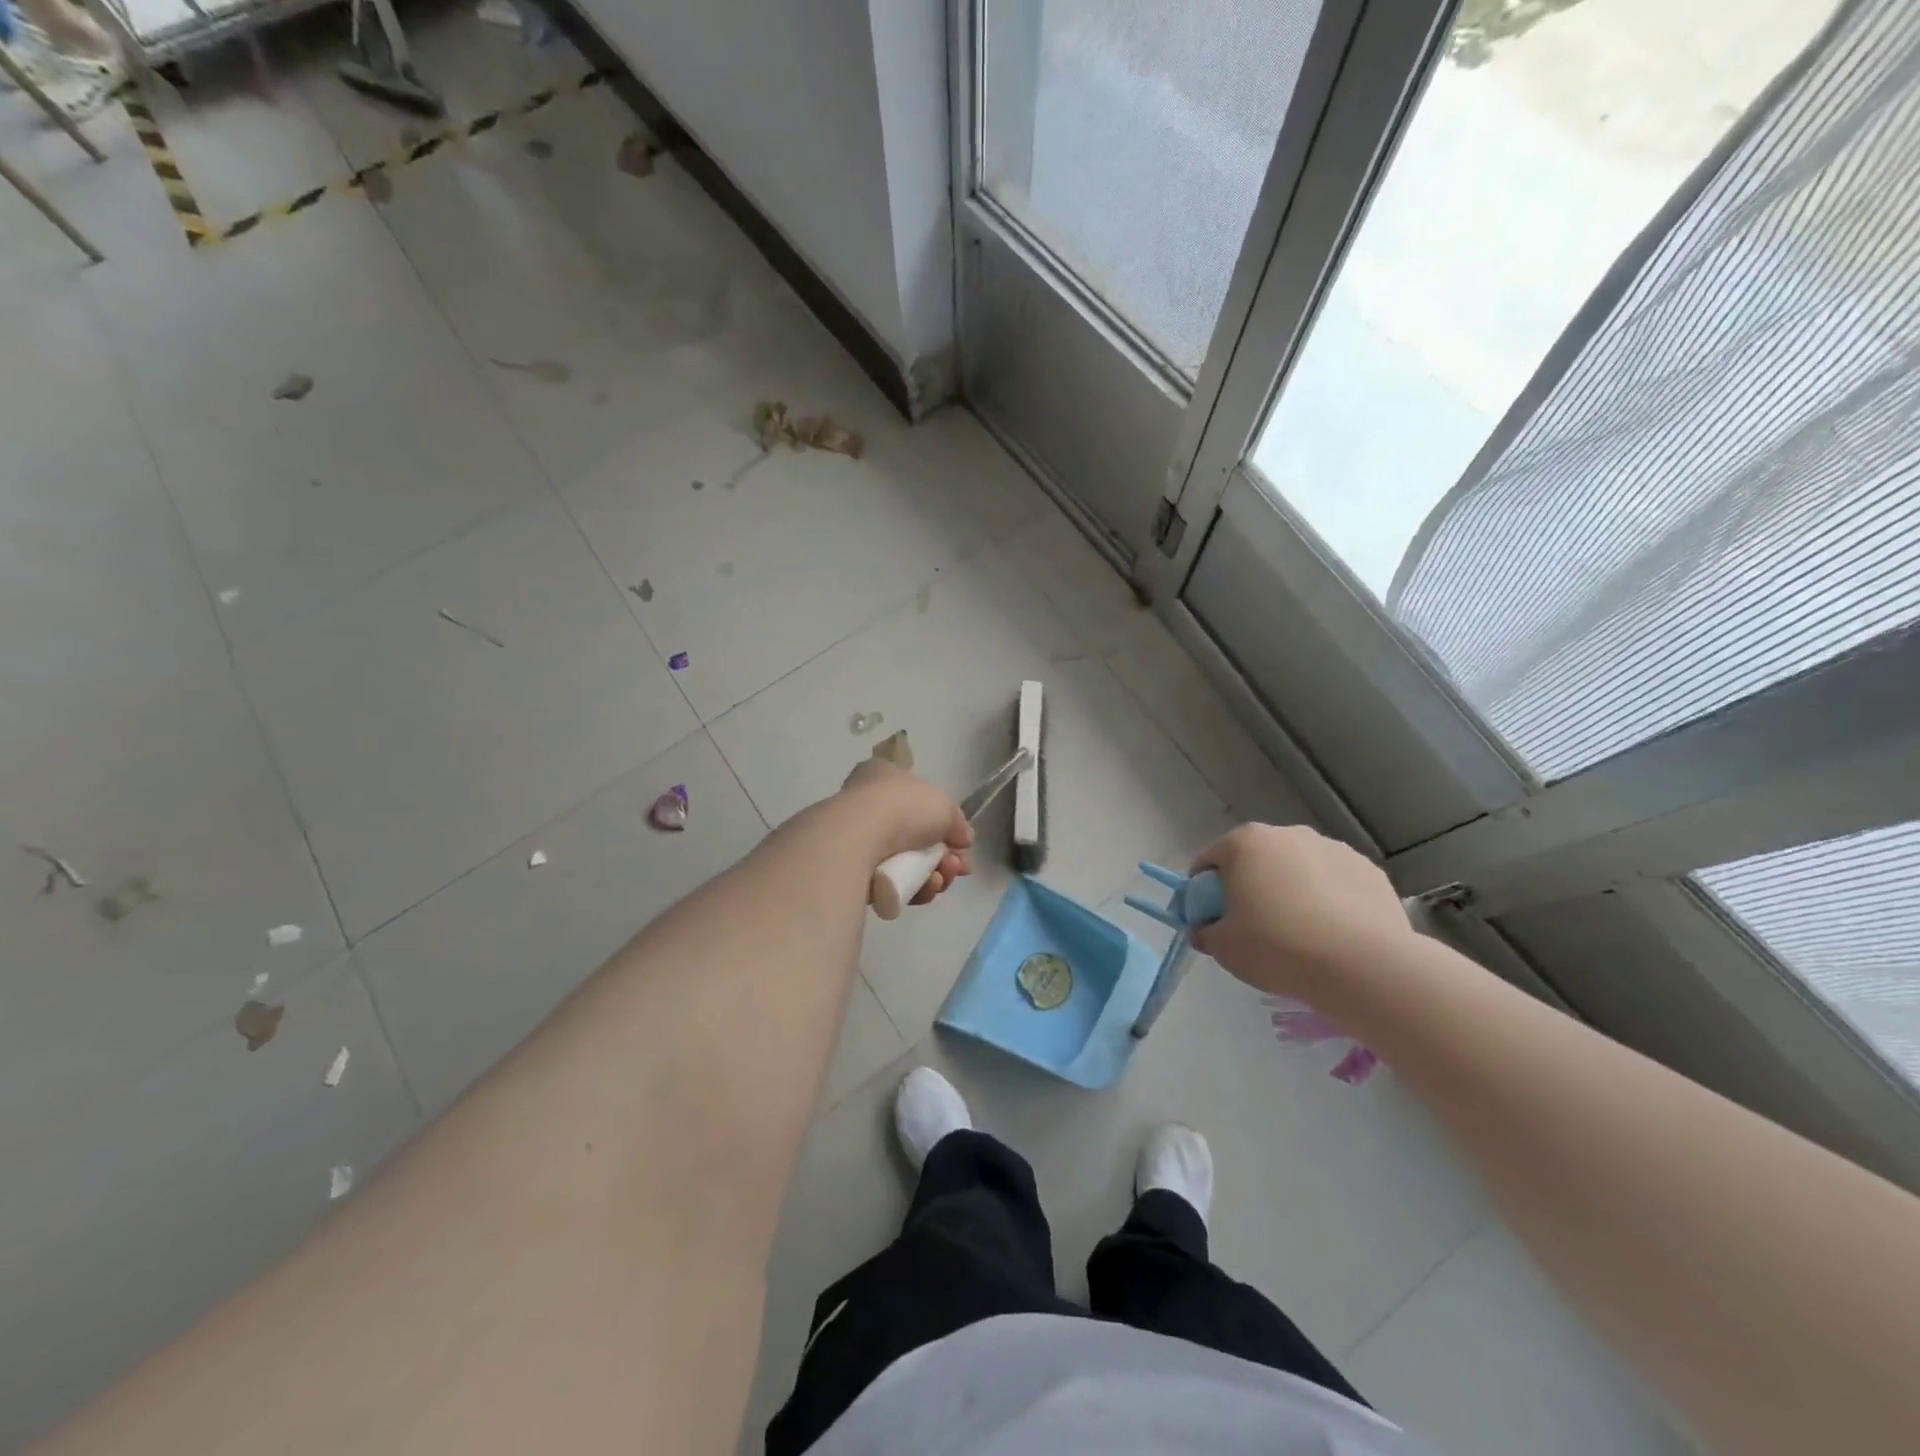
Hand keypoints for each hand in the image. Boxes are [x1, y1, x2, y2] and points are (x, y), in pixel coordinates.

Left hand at [838, 759, 973, 904]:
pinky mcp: (854, 873)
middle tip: (957, 867)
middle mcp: (869, 805)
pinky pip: (893, 883)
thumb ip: (958, 823)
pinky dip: (914, 888)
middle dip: (944, 856)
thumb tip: (963, 840)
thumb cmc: (902, 807)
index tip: (961, 842)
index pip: (918, 798)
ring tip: (940, 879)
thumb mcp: (945, 806)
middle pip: (918, 836)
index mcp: (884, 776)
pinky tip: (925, 889)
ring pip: (908, 863)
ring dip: (934, 875)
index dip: (943, 821)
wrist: (858, 838)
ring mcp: (859, 840)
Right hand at [1190, 824, 1416, 1003]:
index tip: (1213, 920)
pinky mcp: (1368, 869)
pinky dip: (1329, 899)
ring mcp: (1332, 848)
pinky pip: (1335, 882)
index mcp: (1244, 843)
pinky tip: (1333, 932)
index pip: (1210, 862)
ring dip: (1292, 889)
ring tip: (1300, 932)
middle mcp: (1287, 834)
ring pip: (1298, 868)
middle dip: (1251, 885)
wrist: (1361, 965)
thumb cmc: (1277, 947)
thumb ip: (1204, 932)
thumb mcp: (1223, 947)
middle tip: (1254, 926)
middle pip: (1256, 859)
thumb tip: (1204, 929)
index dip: (1204, 891)